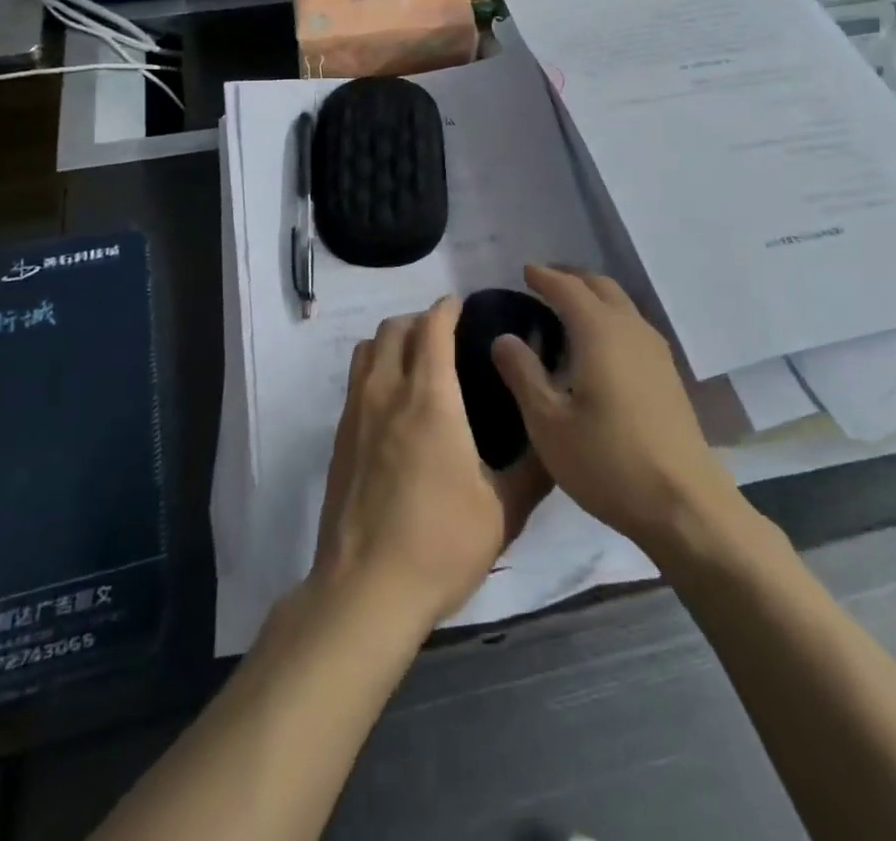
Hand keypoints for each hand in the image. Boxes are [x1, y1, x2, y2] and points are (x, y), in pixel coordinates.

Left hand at [311, 298, 550, 631]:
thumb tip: (556, 438)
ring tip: (417, 360)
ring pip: (367, 349)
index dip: (447, 308)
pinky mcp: (339, 438)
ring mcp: (356, 413)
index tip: (462, 306)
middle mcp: (387, 392)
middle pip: (395, 329)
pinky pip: (355, 380)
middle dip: (420, 320)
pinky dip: (374, 369)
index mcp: (430, 398)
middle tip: (446, 335)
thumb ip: (534, 468)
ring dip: (392, 340)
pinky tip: (394, 402)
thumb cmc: (440, 544)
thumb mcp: (504, 511)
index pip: (432, 327)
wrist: (365, 590)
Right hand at [492, 266, 742, 558]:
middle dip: (571, 278)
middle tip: (544, 282)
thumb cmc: (607, 462)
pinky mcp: (667, 375)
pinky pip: (632, 326)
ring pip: (621, 305)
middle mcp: (631, 330)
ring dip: (593, 296)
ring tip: (567, 309)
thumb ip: (523, 374)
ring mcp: (655, 352)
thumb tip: (504, 338)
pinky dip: (609, 318)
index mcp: (600, 332)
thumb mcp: (548, 423)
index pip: (568, 288)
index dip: (544, 277)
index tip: (524, 270)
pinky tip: (598, 345)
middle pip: (601, 286)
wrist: (684, 505)